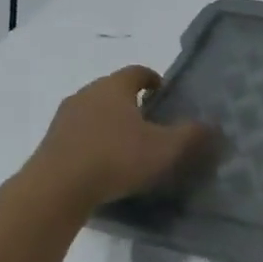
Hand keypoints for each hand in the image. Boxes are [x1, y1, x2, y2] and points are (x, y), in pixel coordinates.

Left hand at [18, 66, 213, 211]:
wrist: (55, 189)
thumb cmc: (116, 158)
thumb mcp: (164, 148)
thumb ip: (190, 134)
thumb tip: (211, 125)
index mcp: (114, 87)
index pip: (137, 71)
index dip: (152, 79)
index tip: (163, 91)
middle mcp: (86, 94)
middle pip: (113, 90)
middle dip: (131, 102)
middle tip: (150, 121)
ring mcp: (64, 118)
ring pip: (94, 111)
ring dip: (110, 122)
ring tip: (127, 145)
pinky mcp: (50, 142)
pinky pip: (78, 134)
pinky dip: (93, 141)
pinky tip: (104, 163)